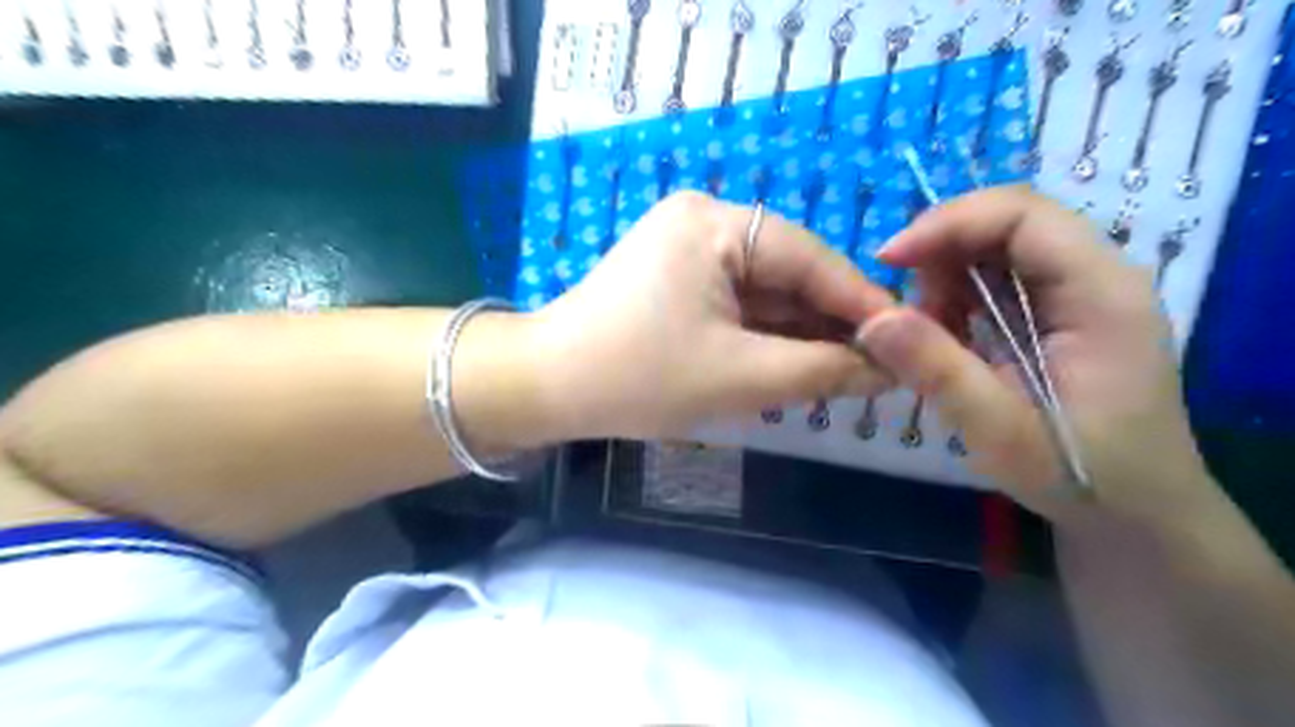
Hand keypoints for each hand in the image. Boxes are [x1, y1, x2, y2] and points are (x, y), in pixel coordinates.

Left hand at [532, 190, 896, 438]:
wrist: (545, 389)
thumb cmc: (639, 378)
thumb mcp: (741, 378)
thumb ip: (823, 369)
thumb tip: (890, 367)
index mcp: (715, 224)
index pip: (811, 258)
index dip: (862, 303)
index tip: (913, 340)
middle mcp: (703, 221)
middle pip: (788, 273)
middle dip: (829, 323)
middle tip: (879, 366)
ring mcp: (686, 248)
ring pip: (764, 292)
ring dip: (799, 332)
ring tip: (846, 371)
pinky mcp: (676, 277)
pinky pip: (737, 302)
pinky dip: (766, 334)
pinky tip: (796, 362)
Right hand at [856, 183, 1215, 526]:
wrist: (1137, 514)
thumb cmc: (1080, 477)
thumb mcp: (999, 431)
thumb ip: (938, 370)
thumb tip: (872, 318)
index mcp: (1102, 294)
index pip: (1023, 215)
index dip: (949, 224)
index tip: (889, 261)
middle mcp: (1099, 276)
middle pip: (1010, 222)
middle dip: (942, 252)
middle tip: (901, 307)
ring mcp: (1084, 293)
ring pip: (1001, 247)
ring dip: (947, 278)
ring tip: (928, 334)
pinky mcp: (1065, 312)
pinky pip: (1001, 278)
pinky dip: (960, 298)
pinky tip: (949, 339)